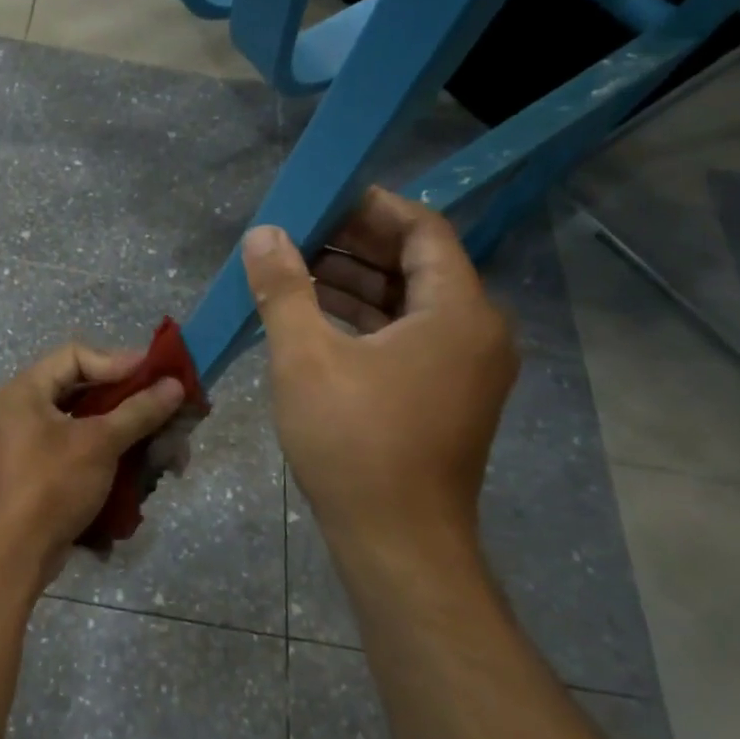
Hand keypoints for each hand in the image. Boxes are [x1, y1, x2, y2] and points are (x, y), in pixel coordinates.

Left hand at [0, 343, 186, 595]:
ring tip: (167, 444)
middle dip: (132, 400)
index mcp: (26, 390)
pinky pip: (85, 445)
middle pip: (86, 388)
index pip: (76, 356)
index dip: (119, 361)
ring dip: (130, 430)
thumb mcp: (99, 443)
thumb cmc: (53, 485)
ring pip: (91, 420)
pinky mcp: (46, 467)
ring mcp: (35, 440)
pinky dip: (115, 451)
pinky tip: (147, 464)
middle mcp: (26, 408)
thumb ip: (139, 410)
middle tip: (169, 406)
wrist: (17, 553)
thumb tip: (175, 384)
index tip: (157, 374)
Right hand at [243, 188, 516, 559]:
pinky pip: (407, 337)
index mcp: (457, 311)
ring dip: (356, 283)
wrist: (397, 541)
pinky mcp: (446, 396)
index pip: (424, 230)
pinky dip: (365, 321)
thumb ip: (284, 288)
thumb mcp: (305, 357)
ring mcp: (464, 368)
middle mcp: (475, 331)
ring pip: (409, 304)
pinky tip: (315, 318)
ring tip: (295, 270)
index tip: (323, 197)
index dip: (373, 207)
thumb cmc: (354, 441)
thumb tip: (264, 234)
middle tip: (298, 233)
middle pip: (418, 264)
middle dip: (356, 244)